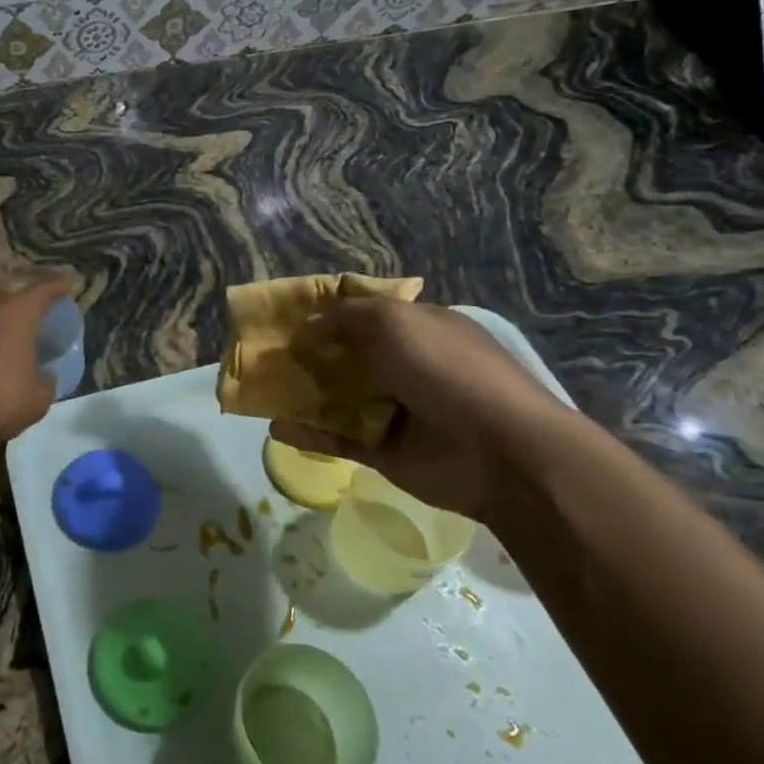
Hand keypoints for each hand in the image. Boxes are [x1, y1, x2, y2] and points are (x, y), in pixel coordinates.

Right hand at [270, 300, 573, 522]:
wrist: (501, 451)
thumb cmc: (447, 370)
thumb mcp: (394, 322)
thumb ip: (345, 318)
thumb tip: (306, 328)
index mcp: (417, 328)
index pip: (365, 313)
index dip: (326, 312)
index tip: (285, 316)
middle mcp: (406, 365)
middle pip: (346, 355)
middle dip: (307, 354)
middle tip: (266, 355)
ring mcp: (396, 410)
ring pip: (338, 398)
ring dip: (302, 393)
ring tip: (261, 390)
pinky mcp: (386, 450)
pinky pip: (339, 439)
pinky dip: (308, 433)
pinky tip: (276, 428)